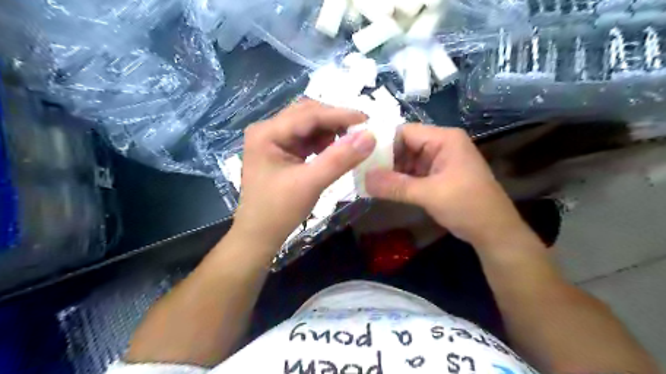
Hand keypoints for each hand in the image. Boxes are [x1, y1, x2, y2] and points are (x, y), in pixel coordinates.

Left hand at [231, 99, 373, 247]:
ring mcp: (273, 140)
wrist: (259, 235)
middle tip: (359, 131)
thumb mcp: (310, 184)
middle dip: (334, 121)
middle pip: (307, 114)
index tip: (367, 120)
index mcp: (267, 133)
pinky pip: (306, 138)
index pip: (308, 114)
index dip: (339, 115)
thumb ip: (339, 159)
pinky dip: (323, 142)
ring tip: (347, 143)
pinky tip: (333, 151)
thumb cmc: (278, 211)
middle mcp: (268, 130)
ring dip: (329, 131)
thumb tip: (369, 136)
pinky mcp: (281, 150)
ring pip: (308, 125)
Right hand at [364, 124, 531, 249]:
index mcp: (444, 139)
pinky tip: (383, 189)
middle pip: (404, 145)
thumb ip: (396, 186)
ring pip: (406, 160)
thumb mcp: (430, 194)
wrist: (494, 232)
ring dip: (390, 171)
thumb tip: (363, 179)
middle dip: (384, 159)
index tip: (360, 157)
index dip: (382, 143)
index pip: (405, 132)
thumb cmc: (468, 206)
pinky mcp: (437, 176)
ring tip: (367, 181)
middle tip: (361, 172)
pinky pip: (412, 173)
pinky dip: (399, 180)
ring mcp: (438, 161)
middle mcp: (440, 145)